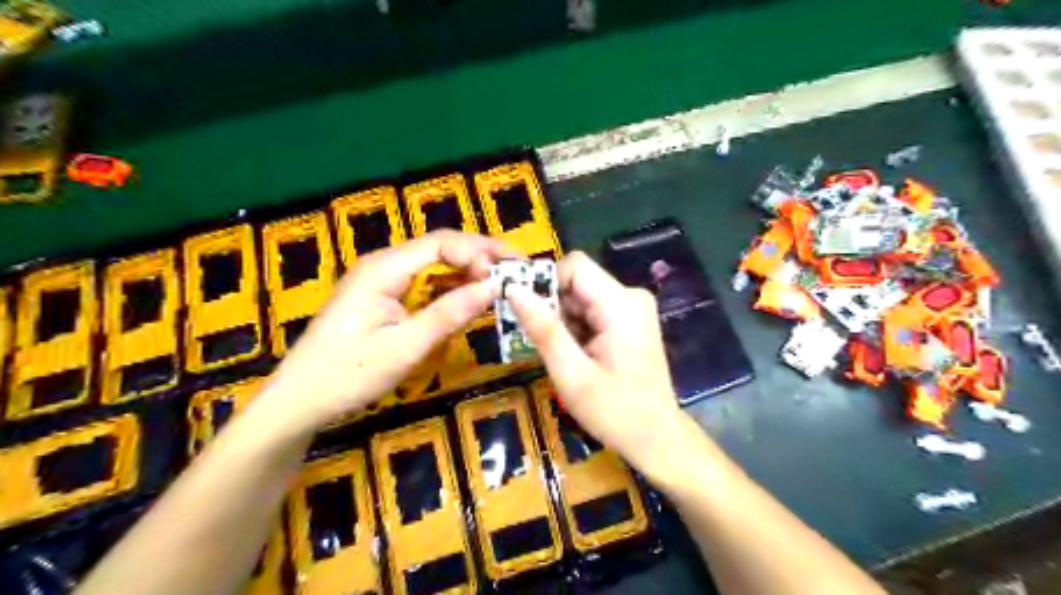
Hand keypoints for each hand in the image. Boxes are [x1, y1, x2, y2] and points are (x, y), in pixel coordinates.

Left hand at [260, 230, 509, 428]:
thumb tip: (493, 286)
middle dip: (481, 254)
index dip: (477, 253)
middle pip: (441, 247)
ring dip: (470, 269)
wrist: (299, 401)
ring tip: (504, 280)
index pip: (441, 243)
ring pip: (436, 262)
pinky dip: (454, 286)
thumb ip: (448, 315)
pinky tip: (473, 295)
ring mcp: (384, 280)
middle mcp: (384, 265)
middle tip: (518, 270)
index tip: (504, 276)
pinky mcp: (386, 297)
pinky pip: (427, 282)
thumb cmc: (346, 375)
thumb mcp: (403, 348)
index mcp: (383, 269)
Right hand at [508, 251, 693, 479]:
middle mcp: (630, 297)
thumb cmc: (615, 412)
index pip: (574, 266)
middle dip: (552, 308)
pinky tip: (576, 357)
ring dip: (562, 322)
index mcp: (621, 304)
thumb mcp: (571, 374)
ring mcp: (632, 308)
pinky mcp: (629, 320)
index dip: (544, 283)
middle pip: (576, 282)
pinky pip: (591, 311)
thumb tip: (513, 289)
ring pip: (580, 297)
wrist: (657, 438)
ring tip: (562, 357)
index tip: (527, 314)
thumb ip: (543, 328)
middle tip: (540, 343)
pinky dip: (575, 329)